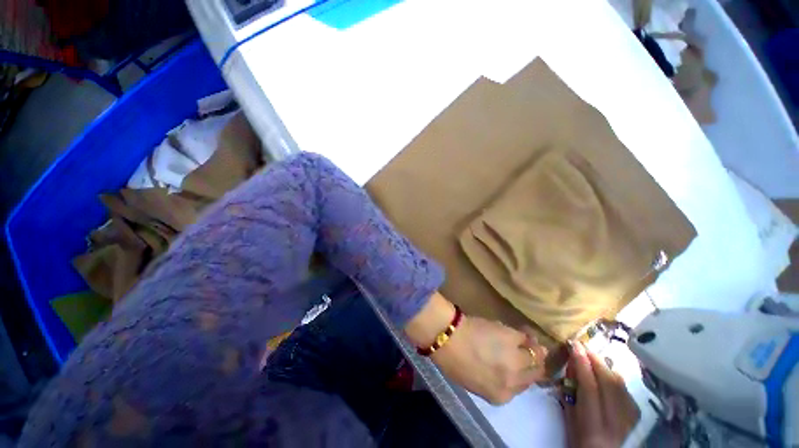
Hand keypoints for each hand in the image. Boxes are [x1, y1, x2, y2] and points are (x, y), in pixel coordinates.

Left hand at [404, 292, 547, 403]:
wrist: (447, 337)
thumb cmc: (453, 361)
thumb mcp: (474, 382)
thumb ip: (493, 382)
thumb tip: (504, 371)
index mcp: (501, 395)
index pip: (523, 388)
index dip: (523, 375)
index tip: (523, 367)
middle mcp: (513, 380)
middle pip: (534, 373)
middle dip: (534, 363)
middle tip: (531, 352)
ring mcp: (515, 359)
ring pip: (535, 355)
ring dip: (533, 348)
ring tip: (528, 341)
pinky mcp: (512, 338)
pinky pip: (525, 337)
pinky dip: (525, 335)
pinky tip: (522, 332)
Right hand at [561, 341, 639, 447]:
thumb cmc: (580, 441)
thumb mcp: (569, 420)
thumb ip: (569, 394)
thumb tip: (571, 366)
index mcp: (593, 427)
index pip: (589, 387)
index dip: (582, 363)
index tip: (574, 344)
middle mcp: (616, 422)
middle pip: (609, 382)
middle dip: (595, 360)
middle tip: (582, 346)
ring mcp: (631, 419)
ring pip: (620, 383)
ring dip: (605, 366)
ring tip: (592, 358)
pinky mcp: (637, 415)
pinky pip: (625, 389)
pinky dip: (614, 377)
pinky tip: (606, 374)